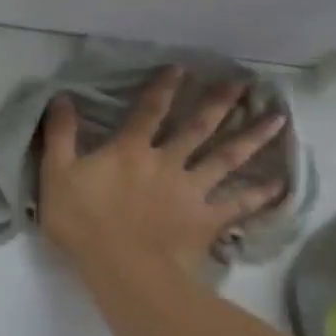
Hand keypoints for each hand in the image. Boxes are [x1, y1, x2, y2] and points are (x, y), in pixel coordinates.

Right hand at [38, 66, 286, 279]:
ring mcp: (190, 191)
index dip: (163, 88)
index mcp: (129, 150)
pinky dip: (260, 195)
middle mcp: (166, 162)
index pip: (148, 111)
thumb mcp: (56, 173)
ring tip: (277, 119)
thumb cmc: (82, 220)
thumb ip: (60, 135)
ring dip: (251, 137)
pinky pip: (238, 205)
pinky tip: (280, 185)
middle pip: (197, 128)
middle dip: (218, 103)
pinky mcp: (206, 220)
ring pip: (226, 159)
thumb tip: (62, 97)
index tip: (181, 68)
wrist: (122, 267)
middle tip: (243, 83)